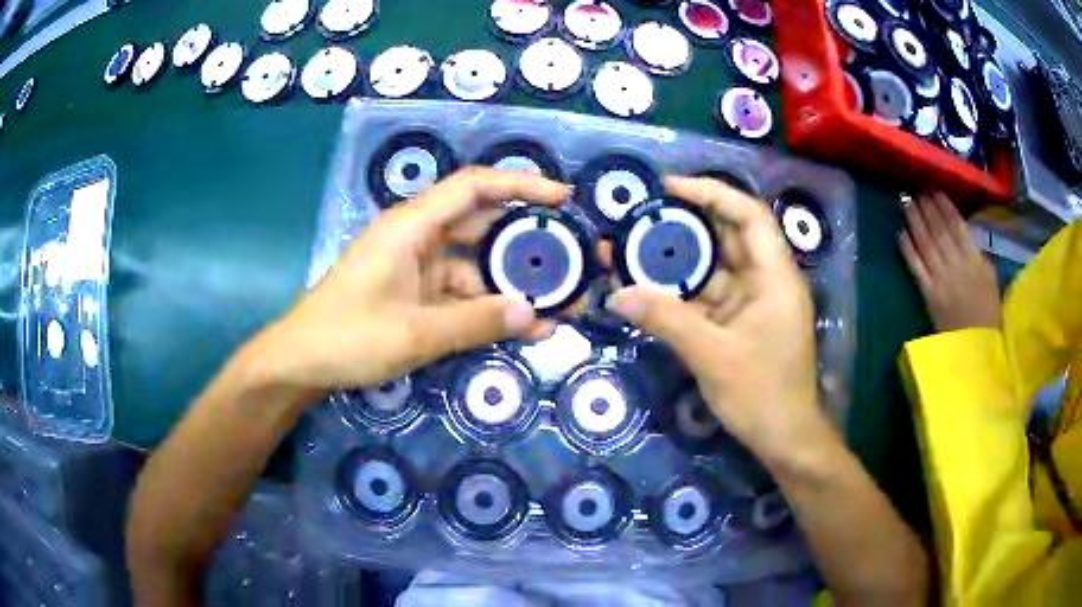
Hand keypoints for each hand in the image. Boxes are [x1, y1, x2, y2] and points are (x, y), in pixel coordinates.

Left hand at [253, 167, 567, 395]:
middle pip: (481, 225)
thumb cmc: (348, 337)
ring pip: (474, 264)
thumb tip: (533, 313)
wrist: (301, 362)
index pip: (474, 187)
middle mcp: (417, 238)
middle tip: (570, 260)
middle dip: (525, 242)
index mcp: (411, 227)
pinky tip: (520, 327)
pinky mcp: (415, 294)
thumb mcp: (414, 334)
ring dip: (510, 283)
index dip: (521, 185)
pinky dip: (488, 307)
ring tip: (555, 305)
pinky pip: (460, 293)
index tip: (562, 199)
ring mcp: (416, 267)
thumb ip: (475, 322)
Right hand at [605, 176, 823, 463]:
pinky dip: (683, 290)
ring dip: (680, 258)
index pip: (749, 215)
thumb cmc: (762, 395)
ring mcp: (754, 302)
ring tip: (636, 247)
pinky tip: (650, 286)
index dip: (712, 193)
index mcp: (775, 277)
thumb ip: (667, 320)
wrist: (785, 439)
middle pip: (729, 235)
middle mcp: (767, 280)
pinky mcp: (741, 322)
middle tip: (643, 215)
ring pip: (716, 266)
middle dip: (688, 222)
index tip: (670, 188)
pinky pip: (710, 294)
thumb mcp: (712, 357)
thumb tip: (618, 294)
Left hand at [900, 193, 1000, 331]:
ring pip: (925, 244)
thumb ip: (978, 255)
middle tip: (916, 190)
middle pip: (938, 230)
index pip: (956, 225)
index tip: (934, 190)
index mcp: (974, 260)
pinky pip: (916, 267)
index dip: (943, 206)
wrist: (976, 349)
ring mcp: (940, 280)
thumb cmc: (989, 313)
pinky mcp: (928, 295)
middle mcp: (956, 265)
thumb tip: (963, 233)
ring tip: (906, 202)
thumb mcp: (991, 278)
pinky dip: (908, 249)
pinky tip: (900, 233)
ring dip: (915, 221)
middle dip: (927, 208)